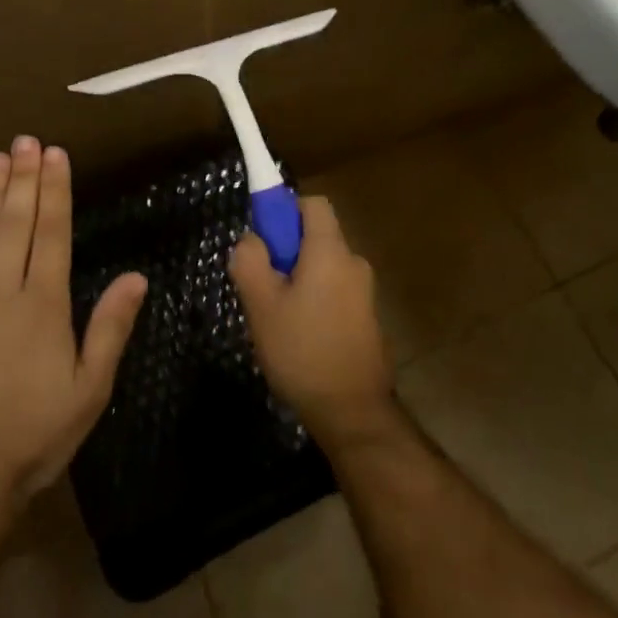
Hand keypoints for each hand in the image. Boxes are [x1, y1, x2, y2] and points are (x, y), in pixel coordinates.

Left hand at [0, 138, 146, 536]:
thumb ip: (111, 329)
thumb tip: (137, 277)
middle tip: (24, 140)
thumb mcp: (88, 391)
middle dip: (21, 178)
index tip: (54, 154)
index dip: (54, 190)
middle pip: (13, 224)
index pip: (50, 233)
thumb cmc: (31, 437)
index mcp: (42, 306)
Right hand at [228, 195, 393, 444]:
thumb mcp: (262, 305)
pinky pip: (334, 293)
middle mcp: (353, 263)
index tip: (265, 240)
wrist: (353, 413)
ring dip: (299, 281)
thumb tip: (252, 239)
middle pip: (317, 237)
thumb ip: (250, 261)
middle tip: (262, 289)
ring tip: (278, 321)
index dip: (285, 211)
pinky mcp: (367, 319)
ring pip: (323, 268)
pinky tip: (300, 339)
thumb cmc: (303, 351)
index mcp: (330, 251)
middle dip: (287, 253)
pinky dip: (315, 302)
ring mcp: (365, 293)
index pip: (313, 204)